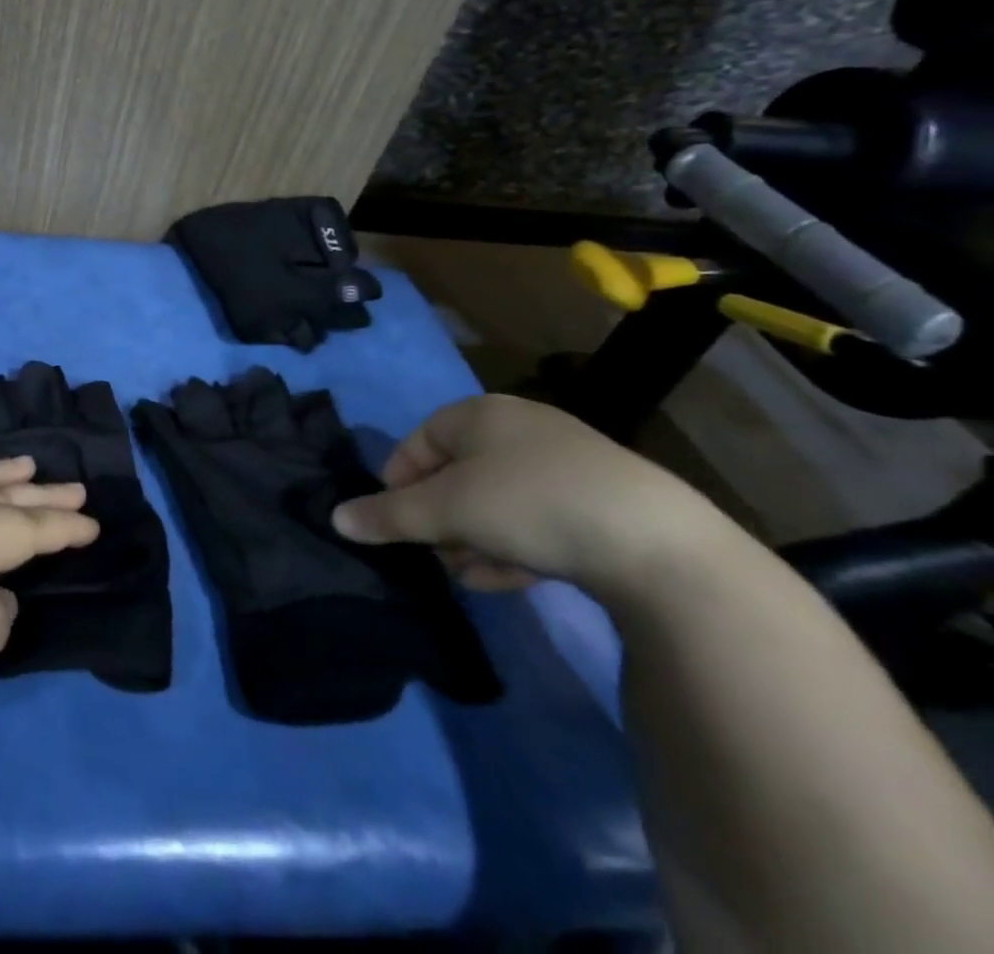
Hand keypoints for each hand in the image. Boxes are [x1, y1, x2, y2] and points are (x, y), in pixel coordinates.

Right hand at [331, 393, 735, 600]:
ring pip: (497, 499)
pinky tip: (509, 580)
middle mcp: (521, 428)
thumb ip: (388, 515)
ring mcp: (567, 464)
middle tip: (434, 553)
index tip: (395, 520)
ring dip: (473, 537)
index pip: (419, 440)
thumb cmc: (529, 504)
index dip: (398, 480)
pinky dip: (514, 545)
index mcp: (480, 414)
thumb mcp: (446, 511)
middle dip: (439, 517)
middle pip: (458, 472)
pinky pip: (538, 518)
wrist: (659, 545)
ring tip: (468, 574)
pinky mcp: (603, 503)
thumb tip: (335, 519)